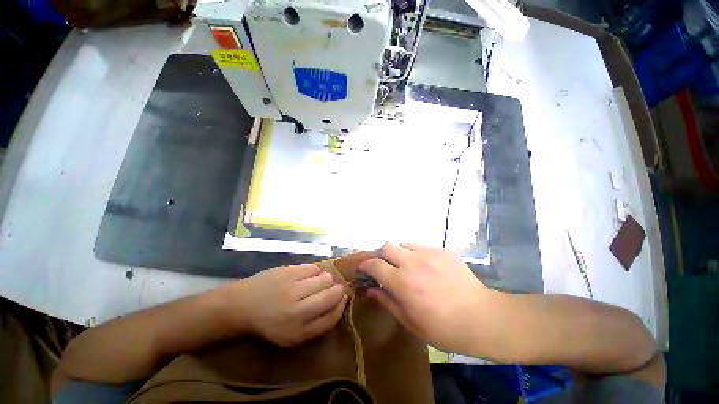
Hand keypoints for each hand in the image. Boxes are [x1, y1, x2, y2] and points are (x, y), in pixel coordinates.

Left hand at [226, 264, 346, 346]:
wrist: (243, 304)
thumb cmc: (271, 322)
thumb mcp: (294, 335)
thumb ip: (319, 322)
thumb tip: (342, 300)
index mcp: (298, 330)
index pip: (332, 315)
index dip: (341, 305)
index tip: (341, 299)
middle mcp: (297, 309)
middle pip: (332, 293)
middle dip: (337, 290)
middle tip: (330, 289)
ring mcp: (292, 287)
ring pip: (326, 278)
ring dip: (326, 280)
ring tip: (317, 283)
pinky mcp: (289, 271)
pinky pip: (314, 267)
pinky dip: (316, 271)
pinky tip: (309, 276)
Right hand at [358, 243, 493, 353]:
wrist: (482, 318)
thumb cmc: (444, 329)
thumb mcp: (410, 322)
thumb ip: (387, 302)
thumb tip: (371, 289)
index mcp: (403, 282)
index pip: (375, 264)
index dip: (366, 266)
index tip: (365, 270)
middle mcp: (413, 262)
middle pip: (387, 246)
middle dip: (382, 255)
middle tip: (387, 267)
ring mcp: (429, 253)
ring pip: (404, 244)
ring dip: (400, 254)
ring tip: (408, 267)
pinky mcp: (443, 250)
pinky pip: (422, 246)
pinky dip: (417, 254)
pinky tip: (427, 268)